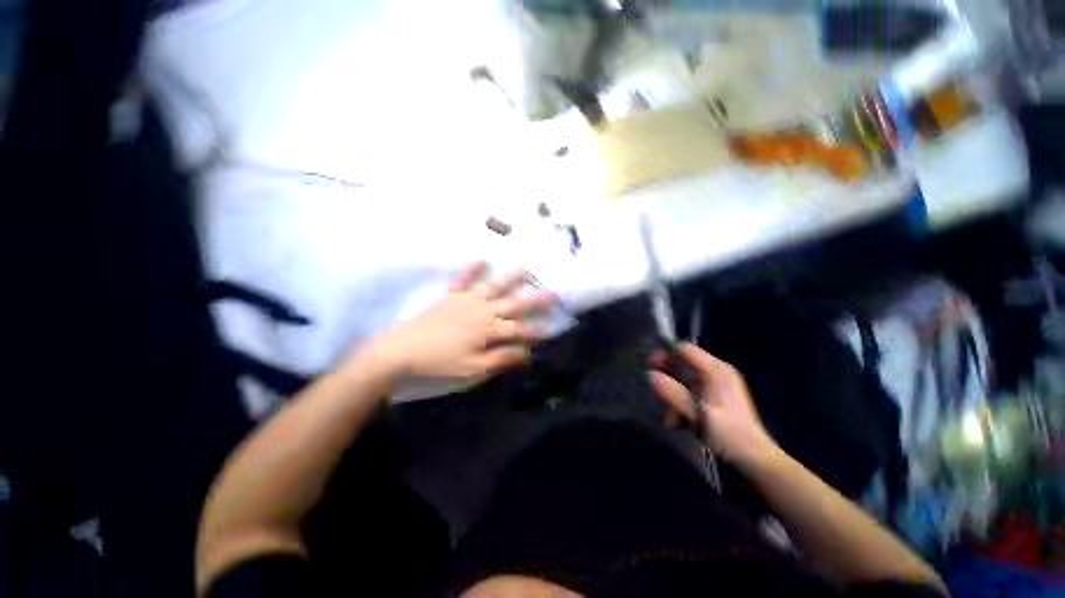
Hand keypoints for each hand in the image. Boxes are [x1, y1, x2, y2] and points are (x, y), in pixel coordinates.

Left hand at [365, 262, 555, 383]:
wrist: (401, 352)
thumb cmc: (440, 364)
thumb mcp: (473, 370)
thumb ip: (501, 359)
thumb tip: (526, 354)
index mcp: (489, 330)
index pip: (519, 330)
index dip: (535, 331)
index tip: (550, 330)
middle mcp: (482, 311)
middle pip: (514, 305)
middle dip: (535, 301)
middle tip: (553, 292)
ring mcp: (466, 301)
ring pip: (494, 287)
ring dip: (511, 278)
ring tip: (525, 267)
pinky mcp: (450, 297)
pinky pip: (463, 280)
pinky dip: (472, 269)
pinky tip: (481, 259)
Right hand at [648, 344, 775, 465]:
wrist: (755, 462)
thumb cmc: (730, 436)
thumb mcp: (699, 414)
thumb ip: (675, 394)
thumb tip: (650, 375)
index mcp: (717, 371)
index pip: (686, 350)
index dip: (666, 354)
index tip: (649, 364)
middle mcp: (716, 374)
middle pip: (683, 365)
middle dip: (668, 380)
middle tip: (656, 392)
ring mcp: (715, 387)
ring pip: (683, 382)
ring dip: (674, 399)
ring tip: (672, 420)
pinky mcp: (712, 400)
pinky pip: (689, 395)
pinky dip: (682, 407)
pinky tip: (680, 424)